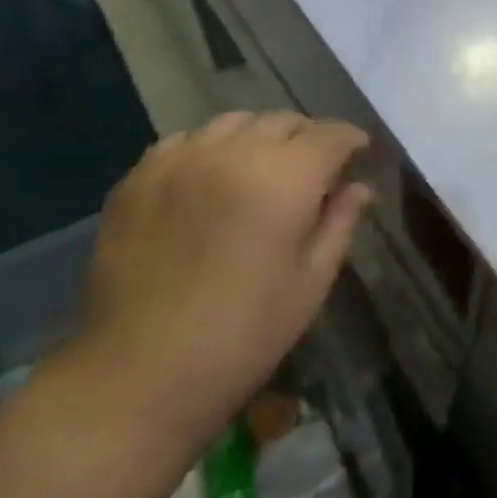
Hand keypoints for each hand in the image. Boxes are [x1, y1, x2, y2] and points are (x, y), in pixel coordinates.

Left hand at [69, 112, 370, 454]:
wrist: (138, 375)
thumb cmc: (243, 335)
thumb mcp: (310, 283)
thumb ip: (339, 223)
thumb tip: (359, 187)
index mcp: (284, 177)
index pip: (330, 134)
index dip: (350, 140)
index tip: (358, 155)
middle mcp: (233, 152)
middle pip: (282, 121)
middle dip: (306, 139)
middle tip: (311, 172)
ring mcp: (179, 159)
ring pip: (233, 123)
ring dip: (257, 139)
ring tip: (257, 172)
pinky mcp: (138, 177)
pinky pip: (184, 141)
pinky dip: (208, 150)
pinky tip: (207, 182)